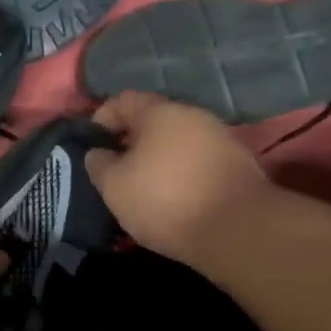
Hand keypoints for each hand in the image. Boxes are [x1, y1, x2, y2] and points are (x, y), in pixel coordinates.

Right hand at [85, 92, 271, 267]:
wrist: (237, 229)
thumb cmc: (164, 200)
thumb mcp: (114, 185)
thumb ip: (99, 164)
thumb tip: (99, 153)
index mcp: (158, 112)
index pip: (121, 101)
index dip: (101, 120)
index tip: (92, 146)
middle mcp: (192, 115)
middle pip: (153, 121)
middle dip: (131, 142)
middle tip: (117, 170)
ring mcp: (220, 138)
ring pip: (178, 141)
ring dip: (159, 158)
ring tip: (145, 188)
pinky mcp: (238, 163)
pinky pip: (198, 160)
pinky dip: (182, 172)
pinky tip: (176, 197)